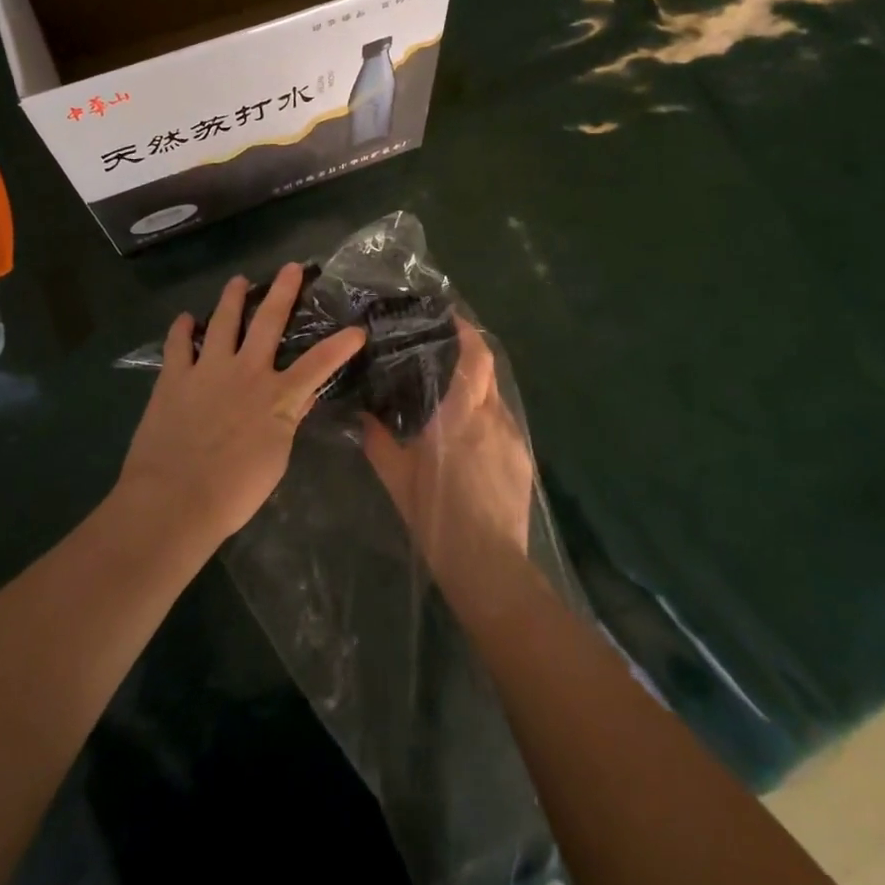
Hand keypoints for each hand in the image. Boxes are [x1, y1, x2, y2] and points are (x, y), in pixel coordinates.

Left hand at [117, 263, 364, 546]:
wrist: (174, 500)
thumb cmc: (234, 491)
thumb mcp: (276, 459)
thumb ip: (289, 421)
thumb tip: (304, 397)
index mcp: (277, 396)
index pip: (319, 364)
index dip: (341, 346)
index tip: (357, 330)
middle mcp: (246, 372)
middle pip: (269, 322)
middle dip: (283, 292)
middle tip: (291, 267)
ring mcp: (208, 370)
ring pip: (223, 321)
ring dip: (233, 298)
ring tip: (238, 280)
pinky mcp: (174, 378)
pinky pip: (178, 345)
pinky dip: (182, 329)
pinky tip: (185, 319)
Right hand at [362, 317, 536, 600]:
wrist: (488, 566)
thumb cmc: (437, 515)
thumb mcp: (397, 478)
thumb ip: (377, 441)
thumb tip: (362, 416)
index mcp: (462, 414)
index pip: (476, 357)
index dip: (467, 332)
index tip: (450, 317)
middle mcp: (493, 417)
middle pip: (489, 370)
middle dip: (471, 354)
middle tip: (442, 350)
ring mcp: (512, 438)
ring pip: (496, 398)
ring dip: (478, 388)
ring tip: (451, 394)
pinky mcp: (522, 459)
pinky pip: (503, 424)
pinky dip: (486, 417)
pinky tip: (469, 437)